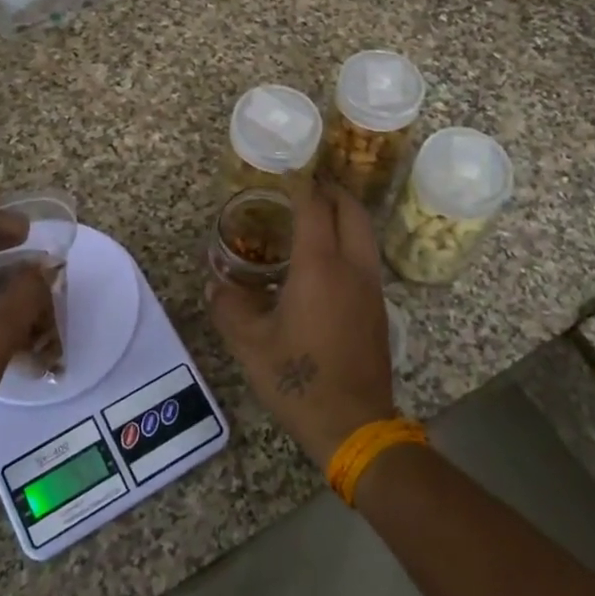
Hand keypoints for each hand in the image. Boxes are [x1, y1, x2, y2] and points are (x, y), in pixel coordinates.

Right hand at [208, 182, 396, 468]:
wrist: (354, 424)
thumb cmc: (299, 379)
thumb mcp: (250, 345)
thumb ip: (229, 307)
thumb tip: (216, 284)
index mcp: (320, 267)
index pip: (314, 208)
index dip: (301, 185)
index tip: (287, 171)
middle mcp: (351, 268)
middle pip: (351, 211)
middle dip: (332, 191)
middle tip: (308, 186)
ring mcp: (371, 287)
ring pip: (365, 233)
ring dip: (345, 215)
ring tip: (317, 216)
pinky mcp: (378, 307)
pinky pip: (366, 257)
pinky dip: (350, 241)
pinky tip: (327, 260)